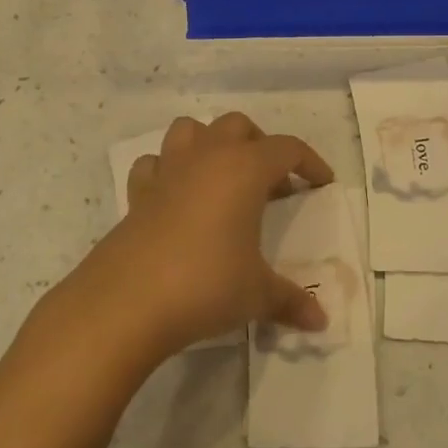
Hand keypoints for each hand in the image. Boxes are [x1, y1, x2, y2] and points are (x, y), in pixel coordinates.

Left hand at [87, 113, 334, 357]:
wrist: (126, 304)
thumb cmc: (205, 285)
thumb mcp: (257, 294)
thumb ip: (291, 301)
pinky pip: (155, 165)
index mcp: (245, 169)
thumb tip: (321, 321)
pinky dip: (169, 171)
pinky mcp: (137, 195)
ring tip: (224, 178)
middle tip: (272, 183)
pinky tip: (178, 198)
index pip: (287, 148)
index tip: (321, 183)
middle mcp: (207, 158)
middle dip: (260, 145)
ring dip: (211, 144)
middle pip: (238, 126)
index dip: (309, 163)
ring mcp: (168, 172)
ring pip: (191, 130)